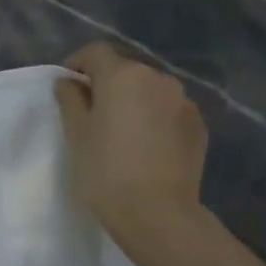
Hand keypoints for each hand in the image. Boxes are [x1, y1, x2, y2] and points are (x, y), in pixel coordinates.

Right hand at [54, 44, 208, 248]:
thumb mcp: (76, 134)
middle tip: (90, 113)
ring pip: (149, 90)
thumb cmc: (105, 171)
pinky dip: (154, 118)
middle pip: (125, 70)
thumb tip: (69, 82)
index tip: (67, 86)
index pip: (96, 52)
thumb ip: (70, 100)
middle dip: (106, 84)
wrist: (158, 213)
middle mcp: (158, 79)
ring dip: (133, 101)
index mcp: (123, 76)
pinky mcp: (198, 126)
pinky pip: (168, 111)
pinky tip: (145, 146)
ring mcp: (183, 102)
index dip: (77, 64)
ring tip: (120, 131)